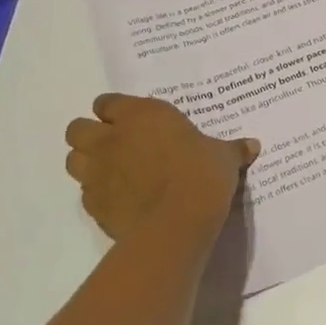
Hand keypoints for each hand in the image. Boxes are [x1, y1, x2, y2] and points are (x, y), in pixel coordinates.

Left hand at [63, 94, 258, 241]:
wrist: (177, 222)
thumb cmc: (202, 174)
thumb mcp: (223, 157)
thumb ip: (231, 149)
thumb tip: (252, 146)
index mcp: (141, 115)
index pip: (108, 102)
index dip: (115, 111)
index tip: (130, 120)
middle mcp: (112, 138)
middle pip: (77, 128)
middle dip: (90, 134)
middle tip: (114, 145)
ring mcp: (98, 172)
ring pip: (73, 159)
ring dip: (86, 162)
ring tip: (110, 171)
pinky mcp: (93, 205)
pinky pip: (84, 192)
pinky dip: (95, 193)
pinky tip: (117, 199)